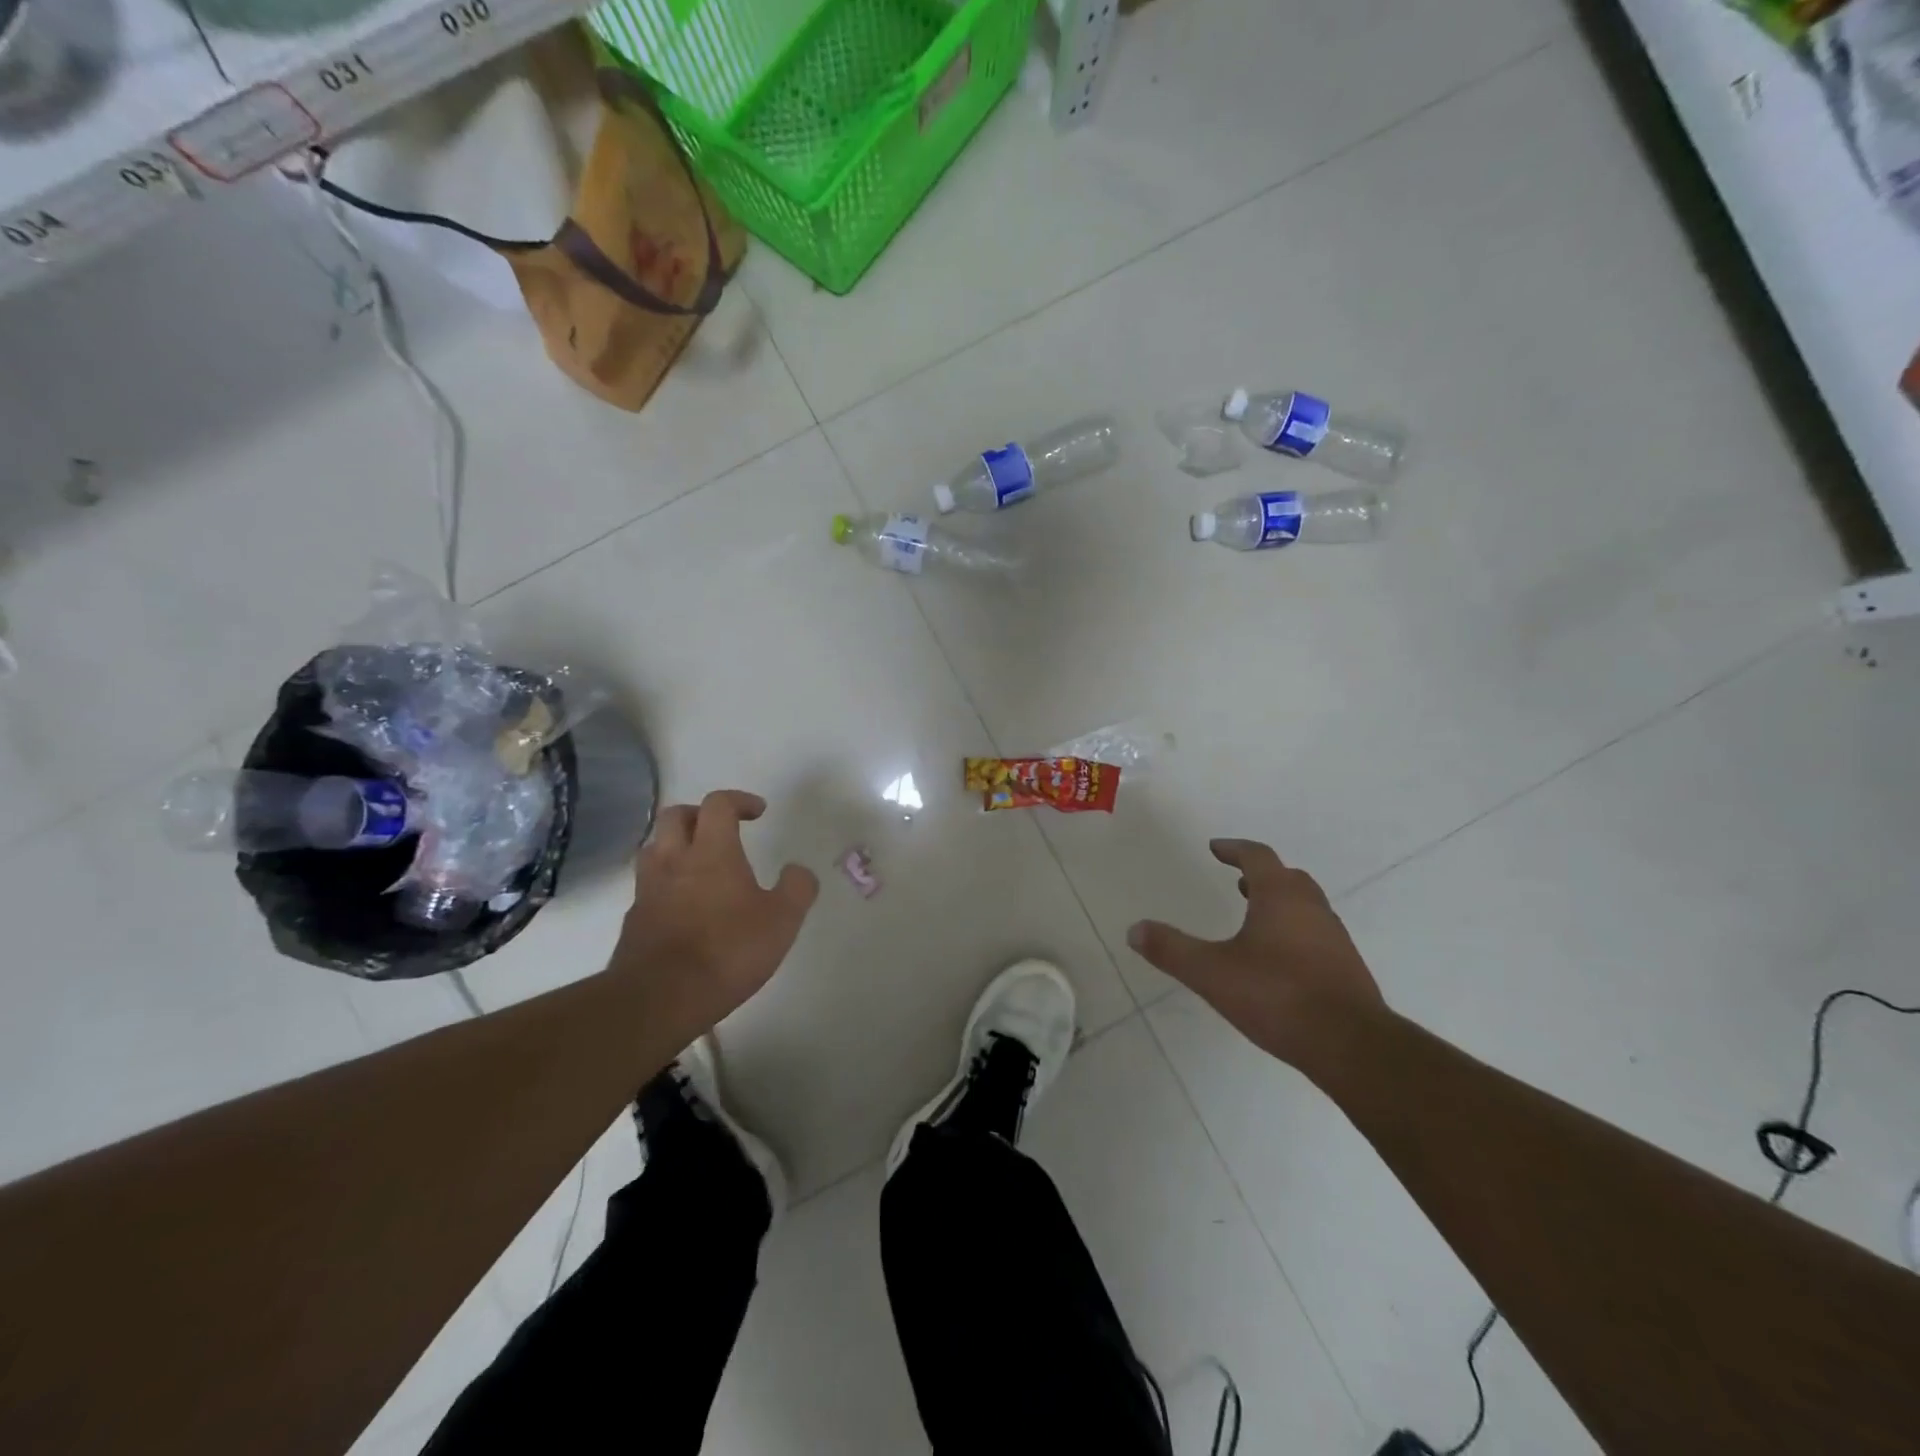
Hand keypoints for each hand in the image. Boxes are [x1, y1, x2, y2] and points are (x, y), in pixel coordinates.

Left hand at [609, 790, 818, 1040]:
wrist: (660, 998)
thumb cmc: (728, 951)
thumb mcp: (782, 920)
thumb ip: (797, 888)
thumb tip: (798, 870)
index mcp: (712, 852)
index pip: (718, 804)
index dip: (739, 800)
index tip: (758, 812)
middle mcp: (674, 861)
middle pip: (675, 816)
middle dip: (700, 814)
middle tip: (721, 830)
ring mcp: (648, 890)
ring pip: (654, 848)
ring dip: (676, 846)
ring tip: (698, 865)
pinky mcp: (633, 920)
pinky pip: (648, 887)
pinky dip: (665, 884)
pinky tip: (682, 907)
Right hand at [1128, 839, 1384, 1074]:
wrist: (1351, 1045)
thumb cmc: (1278, 996)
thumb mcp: (1212, 973)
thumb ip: (1172, 950)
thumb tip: (1134, 929)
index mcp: (1280, 896)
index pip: (1257, 857)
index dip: (1234, 849)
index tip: (1216, 848)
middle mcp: (1312, 908)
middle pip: (1287, 877)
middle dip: (1260, 875)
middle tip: (1237, 881)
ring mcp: (1334, 938)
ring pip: (1305, 905)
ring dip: (1279, 902)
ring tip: (1254, 917)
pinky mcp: (1346, 968)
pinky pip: (1316, 934)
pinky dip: (1294, 931)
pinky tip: (1279, 960)